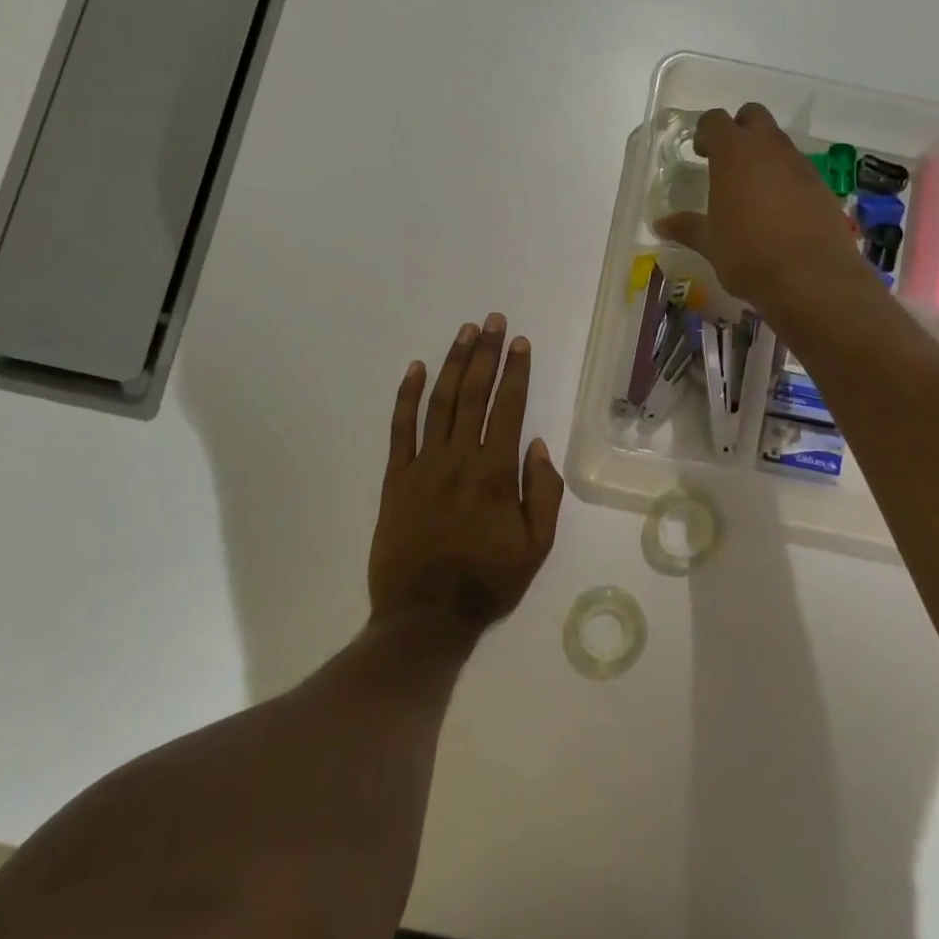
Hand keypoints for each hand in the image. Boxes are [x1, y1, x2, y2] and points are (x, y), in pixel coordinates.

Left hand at [370, 314, 563, 636]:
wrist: (423, 617)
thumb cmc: (487, 583)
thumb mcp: (536, 547)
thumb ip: (543, 493)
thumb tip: (538, 444)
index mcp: (496, 473)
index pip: (508, 408)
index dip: (516, 371)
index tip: (520, 342)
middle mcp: (459, 458)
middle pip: (474, 394)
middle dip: (486, 353)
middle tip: (493, 321)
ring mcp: (423, 465)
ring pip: (440, 402)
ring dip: (453, 363)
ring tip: (465, 332)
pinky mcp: (395, 478)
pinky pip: (400, 429)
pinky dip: (407, 396)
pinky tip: (415, 368)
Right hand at [653, 104, 868, 315]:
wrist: (812, 279)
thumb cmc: (748, 256)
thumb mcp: (710, 244)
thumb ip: (687, 227)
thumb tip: (660, 224)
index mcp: (734, 154)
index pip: (715, 121)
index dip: (706, 133)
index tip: (701, 153)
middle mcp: (768, 149)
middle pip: (754, 116)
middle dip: (739, 130)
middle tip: (727, 162)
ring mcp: (800, 165)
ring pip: (779, 142)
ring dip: (764, 156)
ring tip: (752, 192)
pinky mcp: (822, 187)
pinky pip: (798, 170)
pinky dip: (786, 180)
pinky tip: (779, 212)